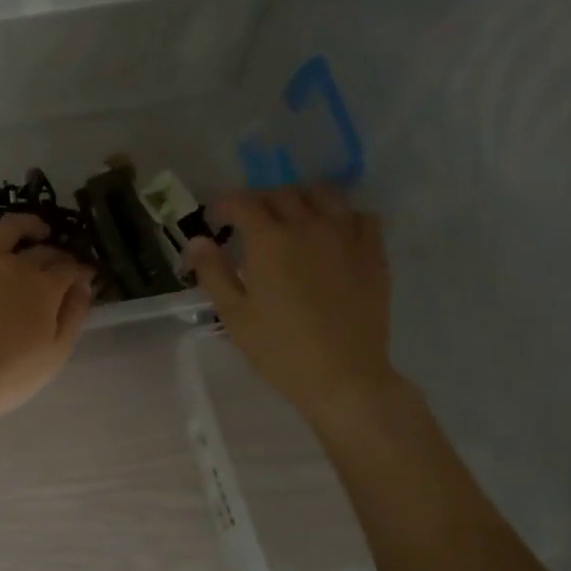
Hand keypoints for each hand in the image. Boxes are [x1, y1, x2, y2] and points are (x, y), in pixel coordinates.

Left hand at [0, 205, 92, 425]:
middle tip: (60, 265)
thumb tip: (84, 285)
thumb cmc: (7, 377)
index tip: (84, 277)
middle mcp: (15, 265)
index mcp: (44, 288)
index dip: (80, 271)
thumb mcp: (55, 356)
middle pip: (42, 251)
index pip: (70, 269)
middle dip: (57, 254)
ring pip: (8, 228)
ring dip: (27, 224)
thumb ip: (74, 316)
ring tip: (35, 229)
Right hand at [187, 186, 398, 418]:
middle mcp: (309, 226)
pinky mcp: (374, 252)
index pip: (244, 203)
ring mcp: (346, 236)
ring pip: (324, 195)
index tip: (216, 215)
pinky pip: (360, 215)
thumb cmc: (279, 350)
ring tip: (292, 218)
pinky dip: (342, 215)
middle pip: (283, 194)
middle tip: (249, 221)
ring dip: (302, 199)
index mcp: (270, 241)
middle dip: (261, 200)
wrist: (343, 376)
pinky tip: (333, 233)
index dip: (226, 203)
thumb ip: (214, 273)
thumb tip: (197, 240)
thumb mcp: (235, 316)